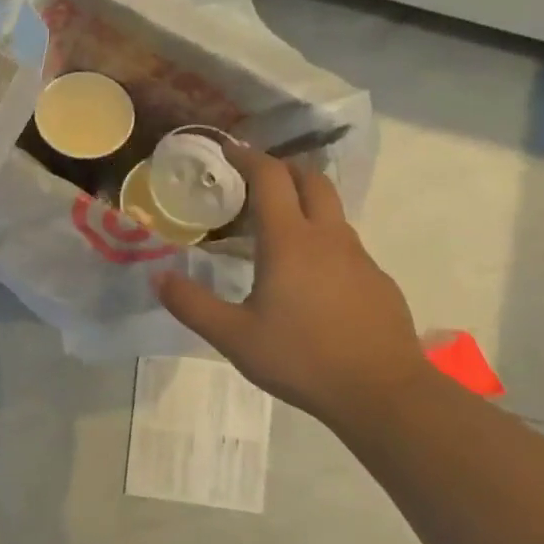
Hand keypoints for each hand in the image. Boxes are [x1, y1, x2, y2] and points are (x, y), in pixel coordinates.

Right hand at [155, 146, 428, 427]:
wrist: (383, 393)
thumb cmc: (303, 359)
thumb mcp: (235, 337)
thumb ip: (193, 305)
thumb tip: (159, 277)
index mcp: (289, 241)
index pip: (270, 177)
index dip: (247, 156)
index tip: (227, 150)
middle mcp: (327, 237)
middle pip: (311, 179)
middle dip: (282, 168)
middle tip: (255, 180)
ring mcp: (359, 257)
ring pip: (332, 211)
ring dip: (304, 202)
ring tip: (277, 227)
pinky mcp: (377, 280)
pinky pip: (346, 244)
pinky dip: (322, 239)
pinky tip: (310, 276)